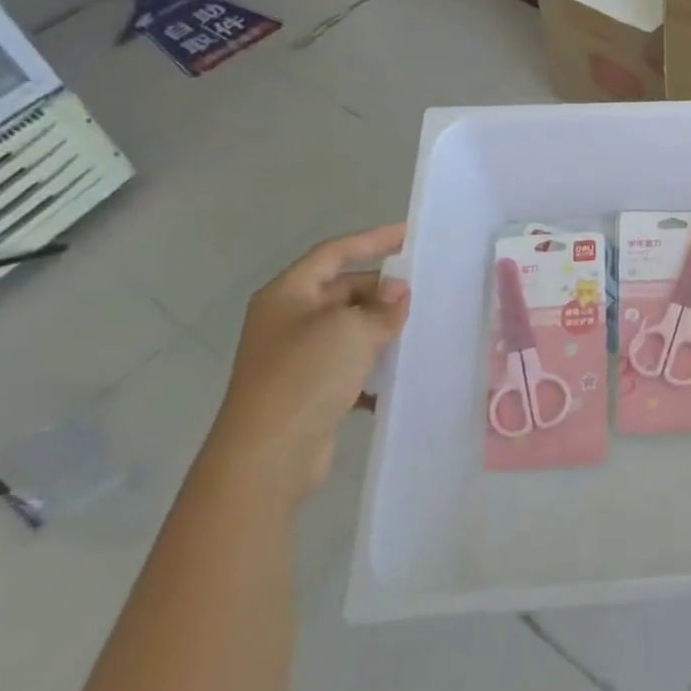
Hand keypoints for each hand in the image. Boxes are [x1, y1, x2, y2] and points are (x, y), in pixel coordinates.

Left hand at [203, 224, 410, 506]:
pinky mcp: (308, 390)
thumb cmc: (305, 375)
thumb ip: (381, 306)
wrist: (268, 455)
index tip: (409, 235)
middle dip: (381, 290)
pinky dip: (372, 366)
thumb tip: (398, 293)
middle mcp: (288, 319)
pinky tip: (399, 374)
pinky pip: (348, 366)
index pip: (334, 252)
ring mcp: (296, 357)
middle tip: (422, 293)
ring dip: (381, 328)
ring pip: (348, 329)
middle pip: (342, 290)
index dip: (372, 240)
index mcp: (288, 294)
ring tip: (419, 328)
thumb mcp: (351, 329)